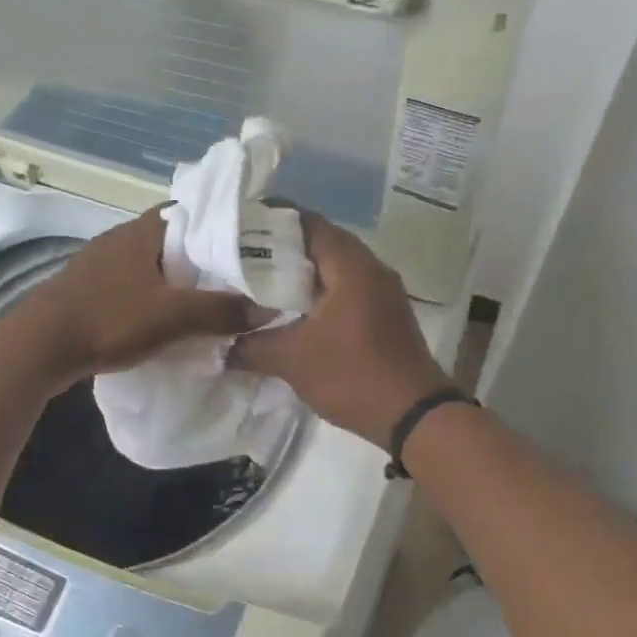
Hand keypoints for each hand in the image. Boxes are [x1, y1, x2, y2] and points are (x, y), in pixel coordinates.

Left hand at [18, 209, 264, 384]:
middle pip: (171, 240)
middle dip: (200, 258)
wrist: (40, 345)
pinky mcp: (87, 288)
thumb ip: (221, 310)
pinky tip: (161, 318)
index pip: (190, 213)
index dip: (219, 227)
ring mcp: (99, 263)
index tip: (245, 247)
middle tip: (231, 280)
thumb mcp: (173, 316)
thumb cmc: (110, 318)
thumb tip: (268, 309)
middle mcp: (120, 238)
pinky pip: (131, 285)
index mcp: (142, 231)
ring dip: (174, 280)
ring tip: (203, 301)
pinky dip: (151, 296)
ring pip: (149, 264)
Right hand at [232, 213, 453, 445]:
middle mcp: (371, 269)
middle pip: (323, 243)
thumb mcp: (292, 360)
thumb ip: (252, 346)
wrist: (413, 416)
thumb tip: (222, 346)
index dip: (272, 221)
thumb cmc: (352, 375)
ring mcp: (384, 292)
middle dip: (284, 248)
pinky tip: (295, 311)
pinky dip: (321, 292)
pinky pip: (348, 289)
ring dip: (303, 273)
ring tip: (264, 283)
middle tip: (245, 257)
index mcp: (351, 266)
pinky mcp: (387, 315)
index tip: (240, 228)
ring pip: (337, 268)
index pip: (308, 223)